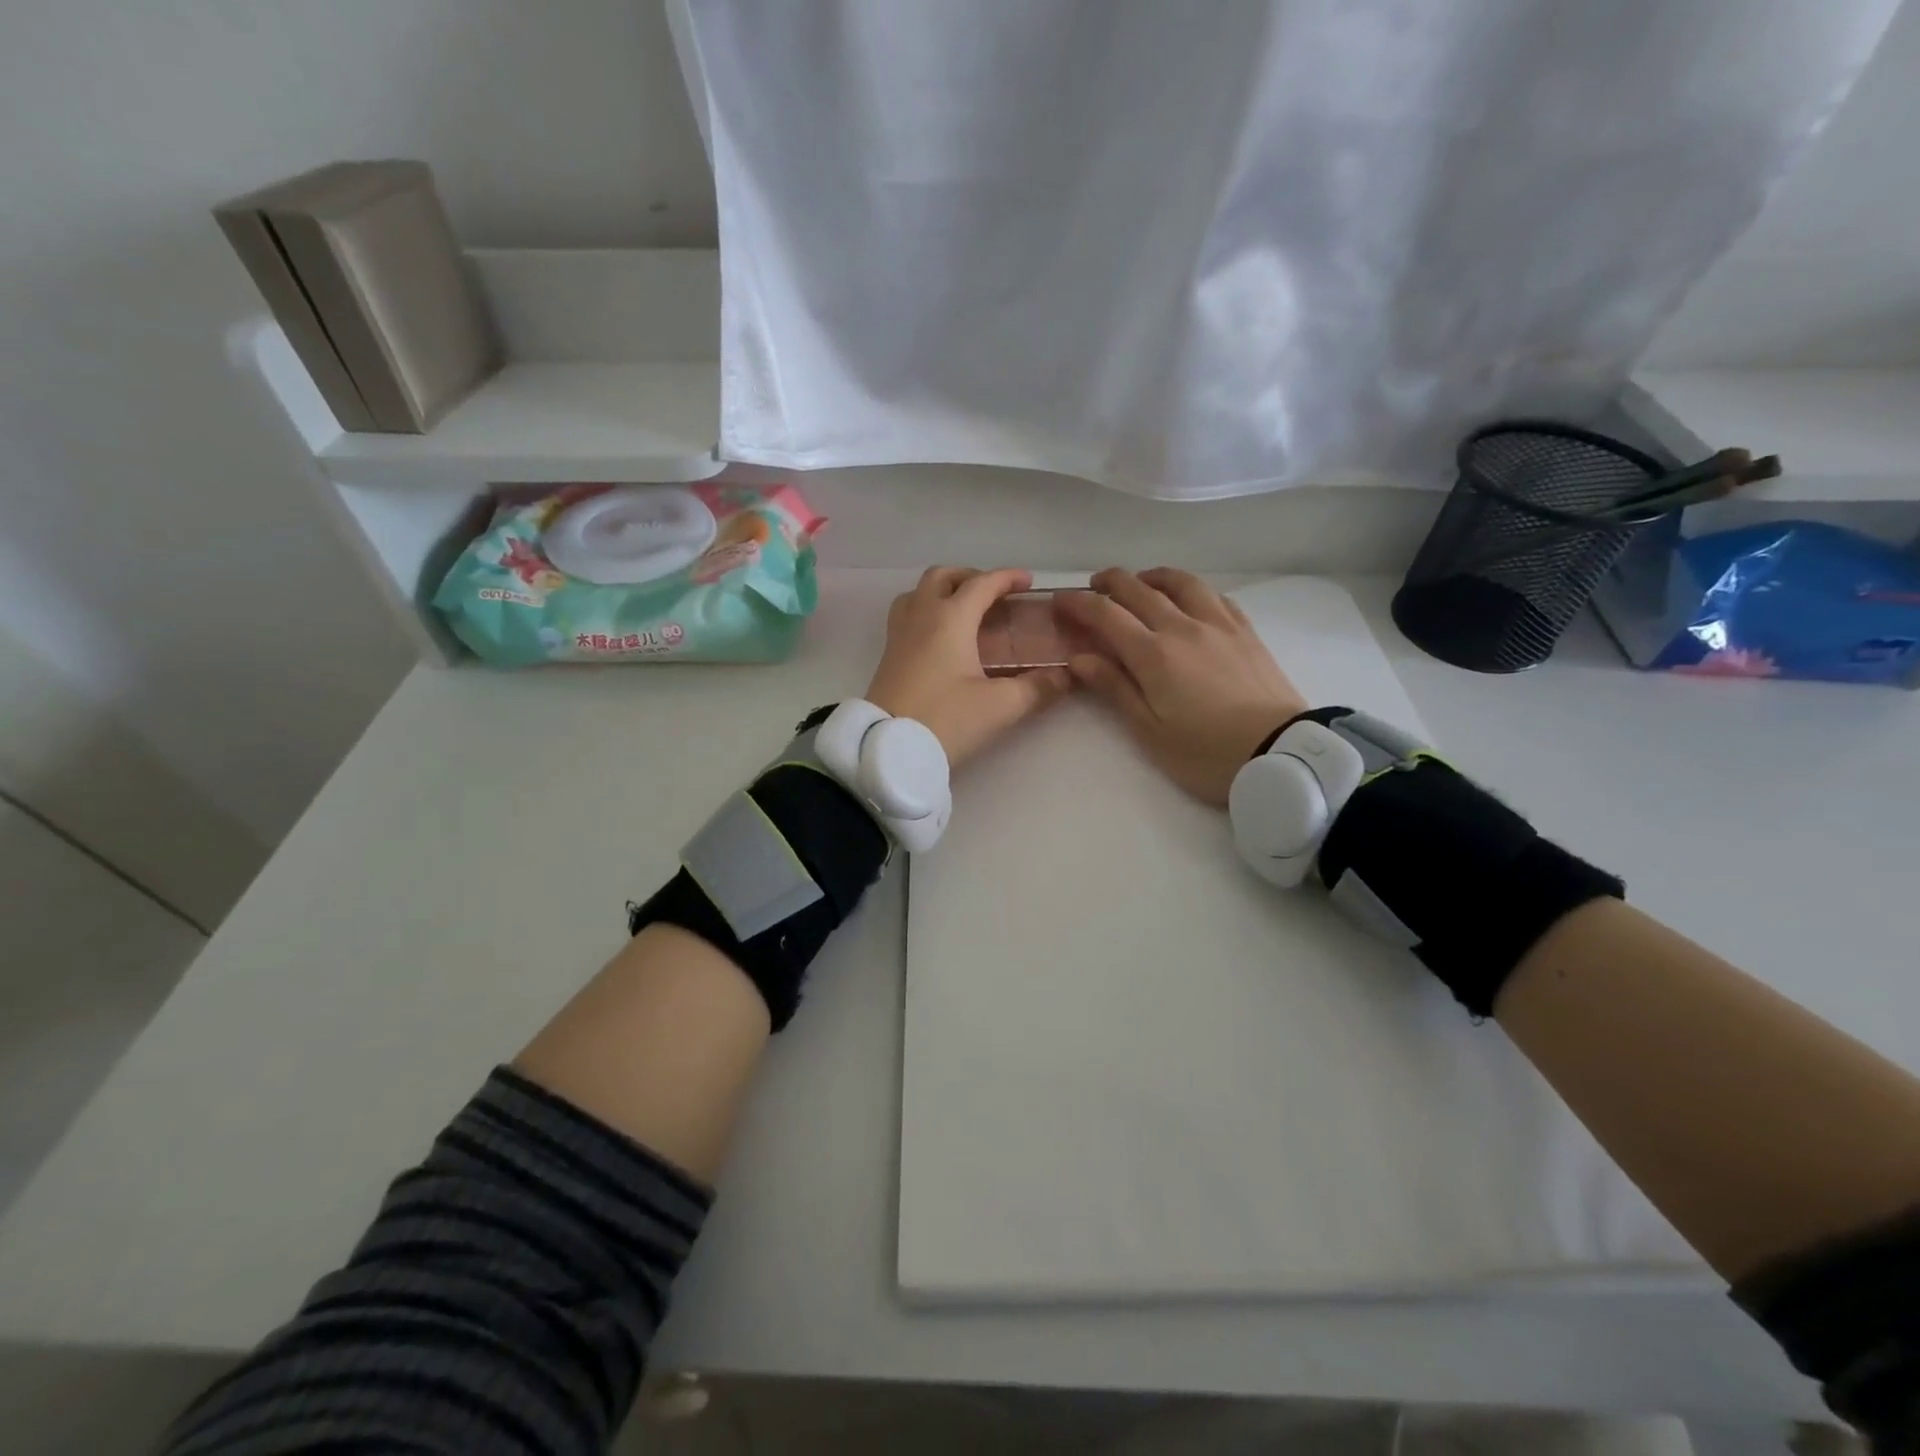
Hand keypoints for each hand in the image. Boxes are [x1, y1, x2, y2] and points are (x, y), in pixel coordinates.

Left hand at [865, 567, 1072, 768]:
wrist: (888, 748)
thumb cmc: (946, 720)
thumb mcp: (1000, 706)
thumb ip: (1037, 688)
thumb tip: (1067, 677)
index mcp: (950, 618)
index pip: (982, 584)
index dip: (1007, 578)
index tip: (1028, 582)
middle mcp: (921, 616)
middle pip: (942, 577)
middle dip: (971, 578)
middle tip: (993, 595)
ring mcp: (899, 634)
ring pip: (918, 593)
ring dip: (942, 591)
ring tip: (964, 611)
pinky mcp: (888, 655)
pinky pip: (907, 615)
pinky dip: (926, 611)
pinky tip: (940, 638)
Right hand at [1057, 567, 1306, 804]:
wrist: (1279, 753)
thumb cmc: (1205, 753)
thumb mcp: (1150, 731)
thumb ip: (1114, 688)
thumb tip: (1078, 657)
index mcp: (1153, 654)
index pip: (1106, 614)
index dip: (1078, 603)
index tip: (1059, 601)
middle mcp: (1183, 627)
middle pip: (1139, 589)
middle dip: (1109, 583)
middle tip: (1092, 588)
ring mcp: (1219, 624)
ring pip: (1180, 582)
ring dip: (1152, 576)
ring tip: (1140, 583)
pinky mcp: (1246, 631)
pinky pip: (1215, 595)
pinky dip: (1191, 589)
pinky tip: (1188, 598)